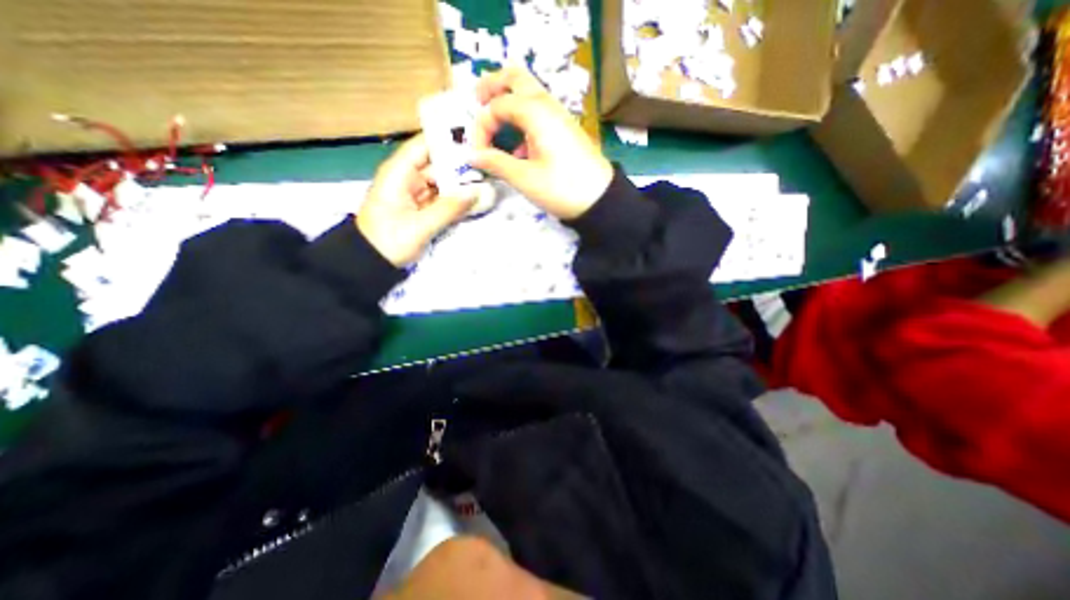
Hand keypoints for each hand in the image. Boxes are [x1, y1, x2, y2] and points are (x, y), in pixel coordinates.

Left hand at [357, 137, 479, 265]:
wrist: (370, 263)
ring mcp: (415, 194)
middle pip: (437, 164)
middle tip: (488, 167)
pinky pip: (441, 198)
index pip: (424, 146)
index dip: (446, 140)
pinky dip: (455, 199)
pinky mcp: (420, 208)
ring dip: (460, 185)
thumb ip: (449, 209)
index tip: (474, 139)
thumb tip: (476, 192)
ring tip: (486, 183)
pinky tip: (473, 199)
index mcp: (399, 173)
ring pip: (441, 182)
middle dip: (460, 166)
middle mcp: (408, 178)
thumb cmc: (389, 240)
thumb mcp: (421, 226)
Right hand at [470, 69, 608, 220]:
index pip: (497, 105)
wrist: (600, 199)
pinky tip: (518, 152)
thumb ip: (496, 163)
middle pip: (515, 79)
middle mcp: (548, 106)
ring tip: (494, 129)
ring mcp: (559, 117)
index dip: (481, 127)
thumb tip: (472, 156)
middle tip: (476, 104)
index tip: (476, 153)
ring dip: (507, 105)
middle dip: (492, 88)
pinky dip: (522, 123)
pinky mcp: (565, 131)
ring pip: (528, 95)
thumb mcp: (525, 178)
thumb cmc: (562, 188)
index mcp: (536, 112)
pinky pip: (539, 115)